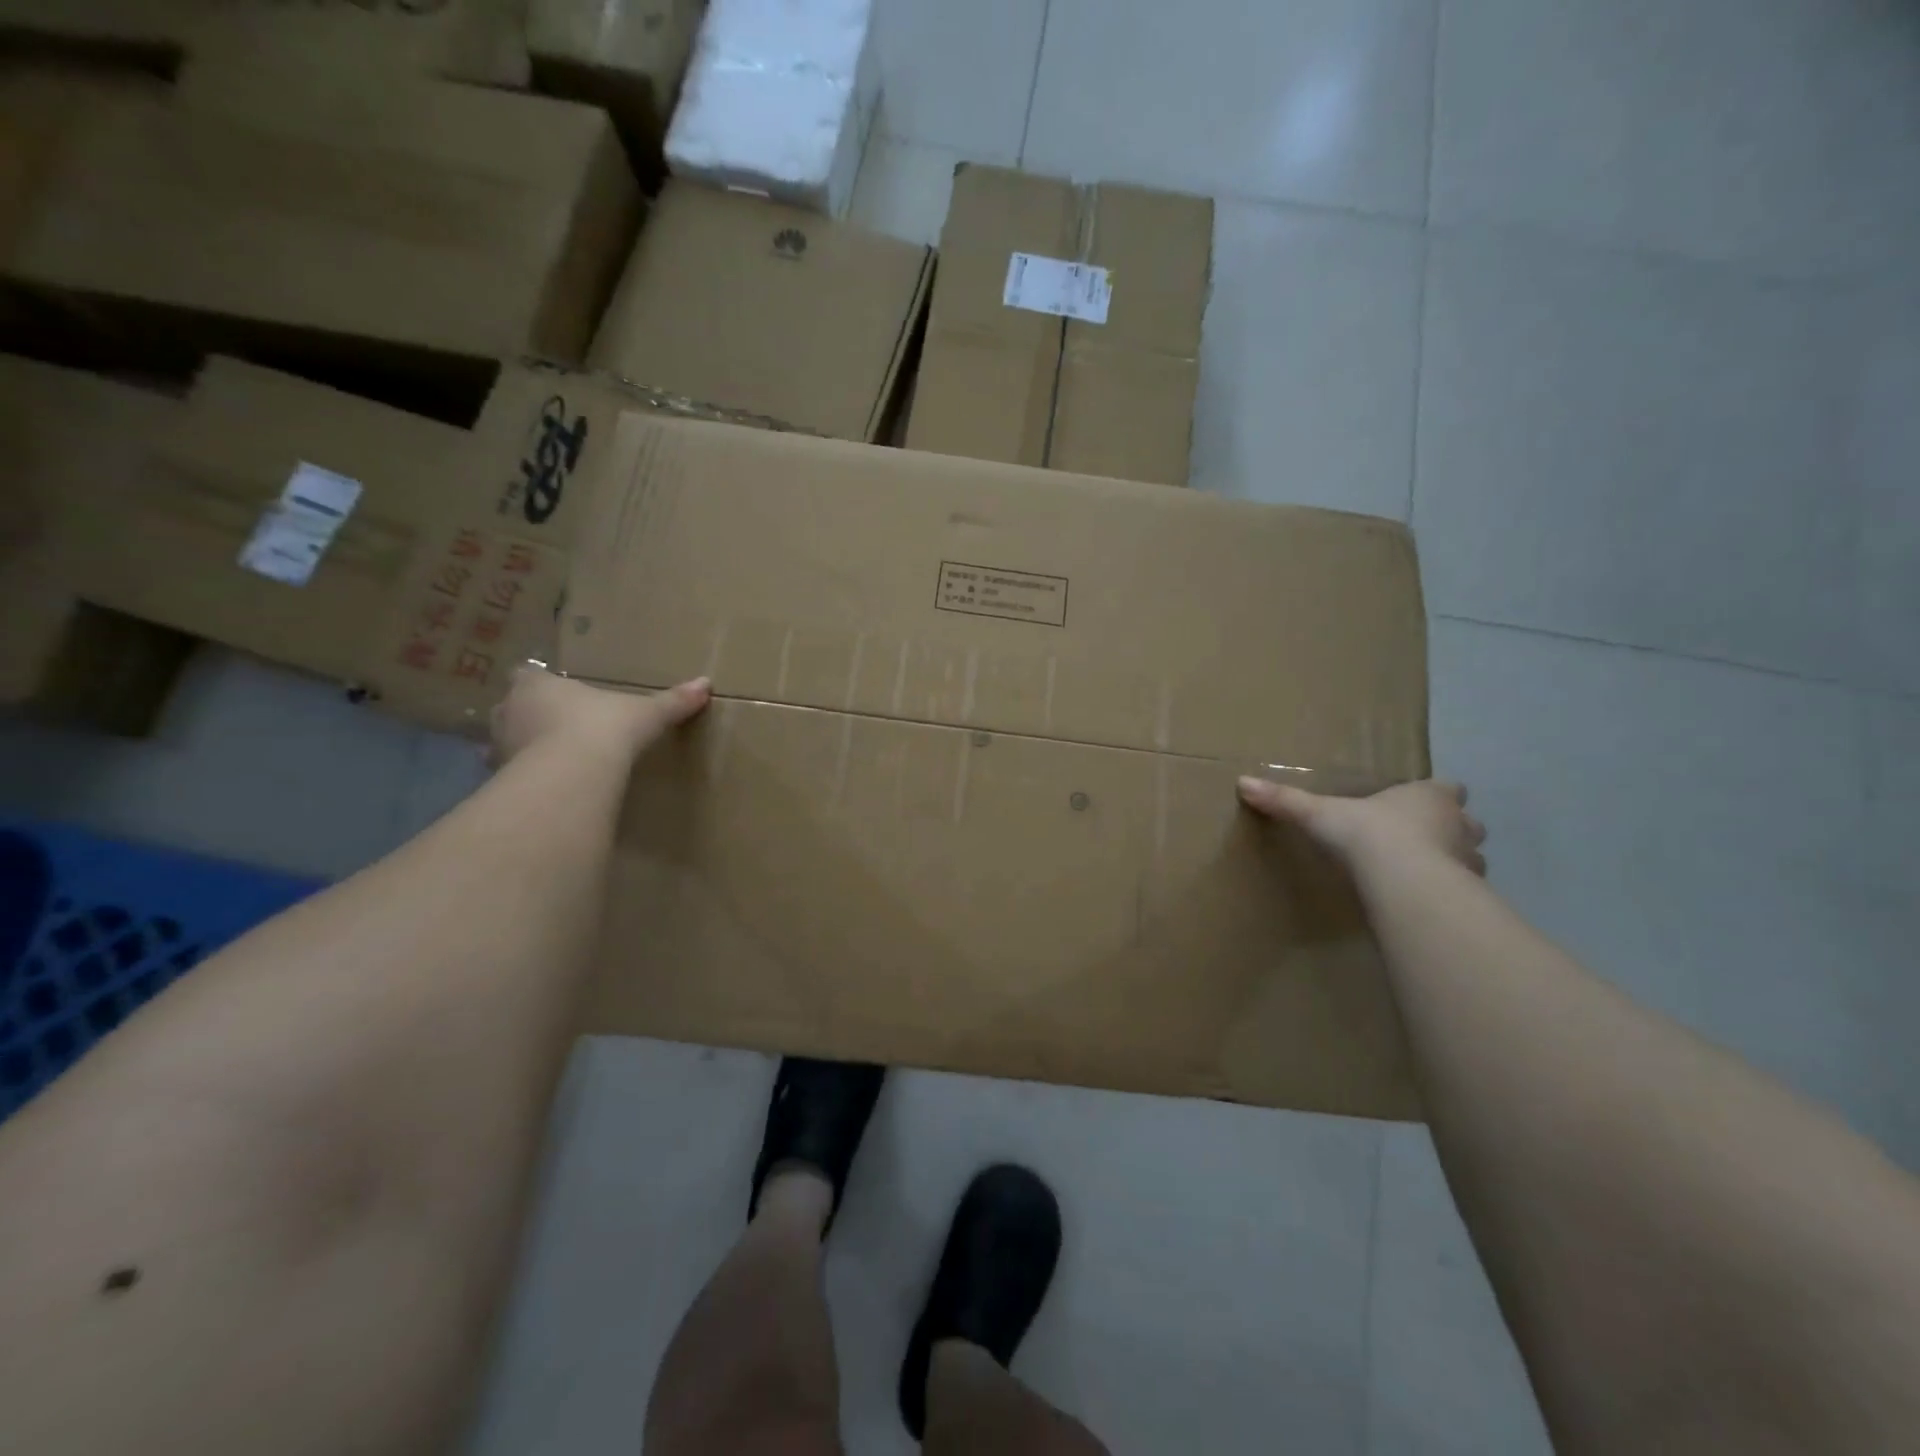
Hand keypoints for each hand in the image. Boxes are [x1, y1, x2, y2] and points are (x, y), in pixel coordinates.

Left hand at [489, 665, 709, 768]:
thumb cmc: (602, 729)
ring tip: (550, 760)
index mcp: (537, 685)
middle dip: (528, 715)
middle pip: (511, 707)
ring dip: (522, 748)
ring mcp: (499, 746)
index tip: (559, 693)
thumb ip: (671, 701)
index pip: (528, 675)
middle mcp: (509, 710)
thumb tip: (706, 683)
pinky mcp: (500, 779)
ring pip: (504, 741)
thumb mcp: (645, 713)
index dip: (541, 683)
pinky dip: (524, 779)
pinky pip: (509, 776)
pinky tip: (545, 787)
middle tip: (556, 726)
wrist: (572, 775)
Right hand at [1238, 776, 1486, 876]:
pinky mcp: (1469, 893)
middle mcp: (1458, 823)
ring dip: (1454, 862)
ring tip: (1423, 875)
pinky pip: (1464, 891)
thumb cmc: (1369, 835)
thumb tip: (1242, 782)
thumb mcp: (1320, 814)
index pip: (1447, 788)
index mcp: (1430, 796)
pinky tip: (1427, 902)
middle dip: (1450, 829)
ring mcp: (1469, 860)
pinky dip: (1451, 894)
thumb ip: (1285, 801)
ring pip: (1471, 856)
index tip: (1414, 805)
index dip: (1434, 795)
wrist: (1404, 881)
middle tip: (1420, 841)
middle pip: (1466, 822)